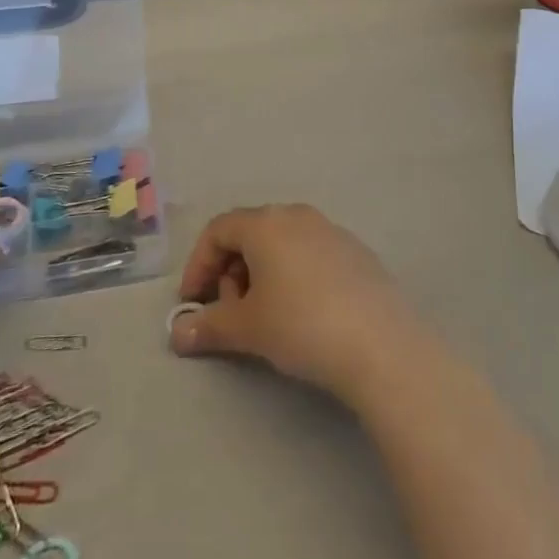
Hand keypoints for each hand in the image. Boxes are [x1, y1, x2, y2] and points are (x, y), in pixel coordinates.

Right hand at [169, 205, 426, 405]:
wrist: (380, 343)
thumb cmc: (301, 325)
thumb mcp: (247, 328)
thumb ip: (208, 326)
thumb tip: (178, 333)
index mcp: (266, 223)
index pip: (218, 230)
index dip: (198, 264)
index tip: (193, 303)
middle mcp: (297, 215)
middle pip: (250, 234)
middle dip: (230, 272)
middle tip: (229, 314)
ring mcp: (331, 230)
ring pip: (281, 244)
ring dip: (260, 275)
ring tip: (264, 318)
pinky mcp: (356, 252)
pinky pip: (309, 255)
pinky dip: (292, 277)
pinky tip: (302, 315)